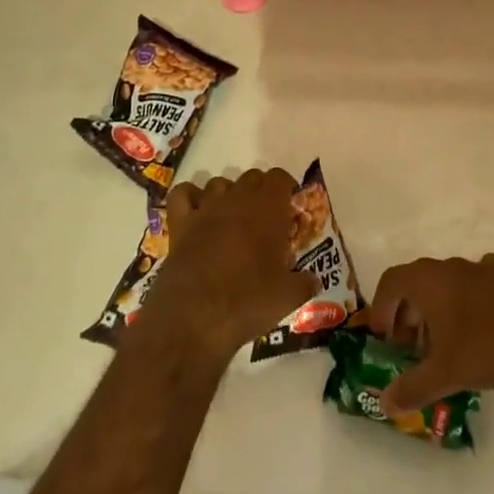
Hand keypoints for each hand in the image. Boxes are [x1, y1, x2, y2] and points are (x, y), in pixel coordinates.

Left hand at [137, 168, 320, 358]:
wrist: (195, 316)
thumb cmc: (248, 302)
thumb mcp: (288, 297)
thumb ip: (304, 283)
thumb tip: (313, 280)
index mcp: (268, 210)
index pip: (279, 178)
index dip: (285, 188)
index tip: (289, 208)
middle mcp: (237, 199)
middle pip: (252, 177)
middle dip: (260, 192)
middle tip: (265, 219)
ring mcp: (206, 208)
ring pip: (219, 183)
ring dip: (228, 194)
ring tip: (233, 219)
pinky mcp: (180, 222)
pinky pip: (183, 194)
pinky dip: (190, 197)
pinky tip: (197, 212)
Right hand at [367, 255, 493, 414]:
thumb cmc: (490, 344)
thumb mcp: (446, 372)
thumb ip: (413, 387)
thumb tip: (384, 403)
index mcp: (428, 279)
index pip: (390, 282)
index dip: (381, 309)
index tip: (383, 338)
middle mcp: (449, 266)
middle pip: (416, 283)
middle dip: (408, 314)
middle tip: (410, 348)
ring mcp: (481, 268)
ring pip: (446, 286)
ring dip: (437, 311)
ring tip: (444, 345)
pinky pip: (475, 288)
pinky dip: (467, 306)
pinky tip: (479, 331)